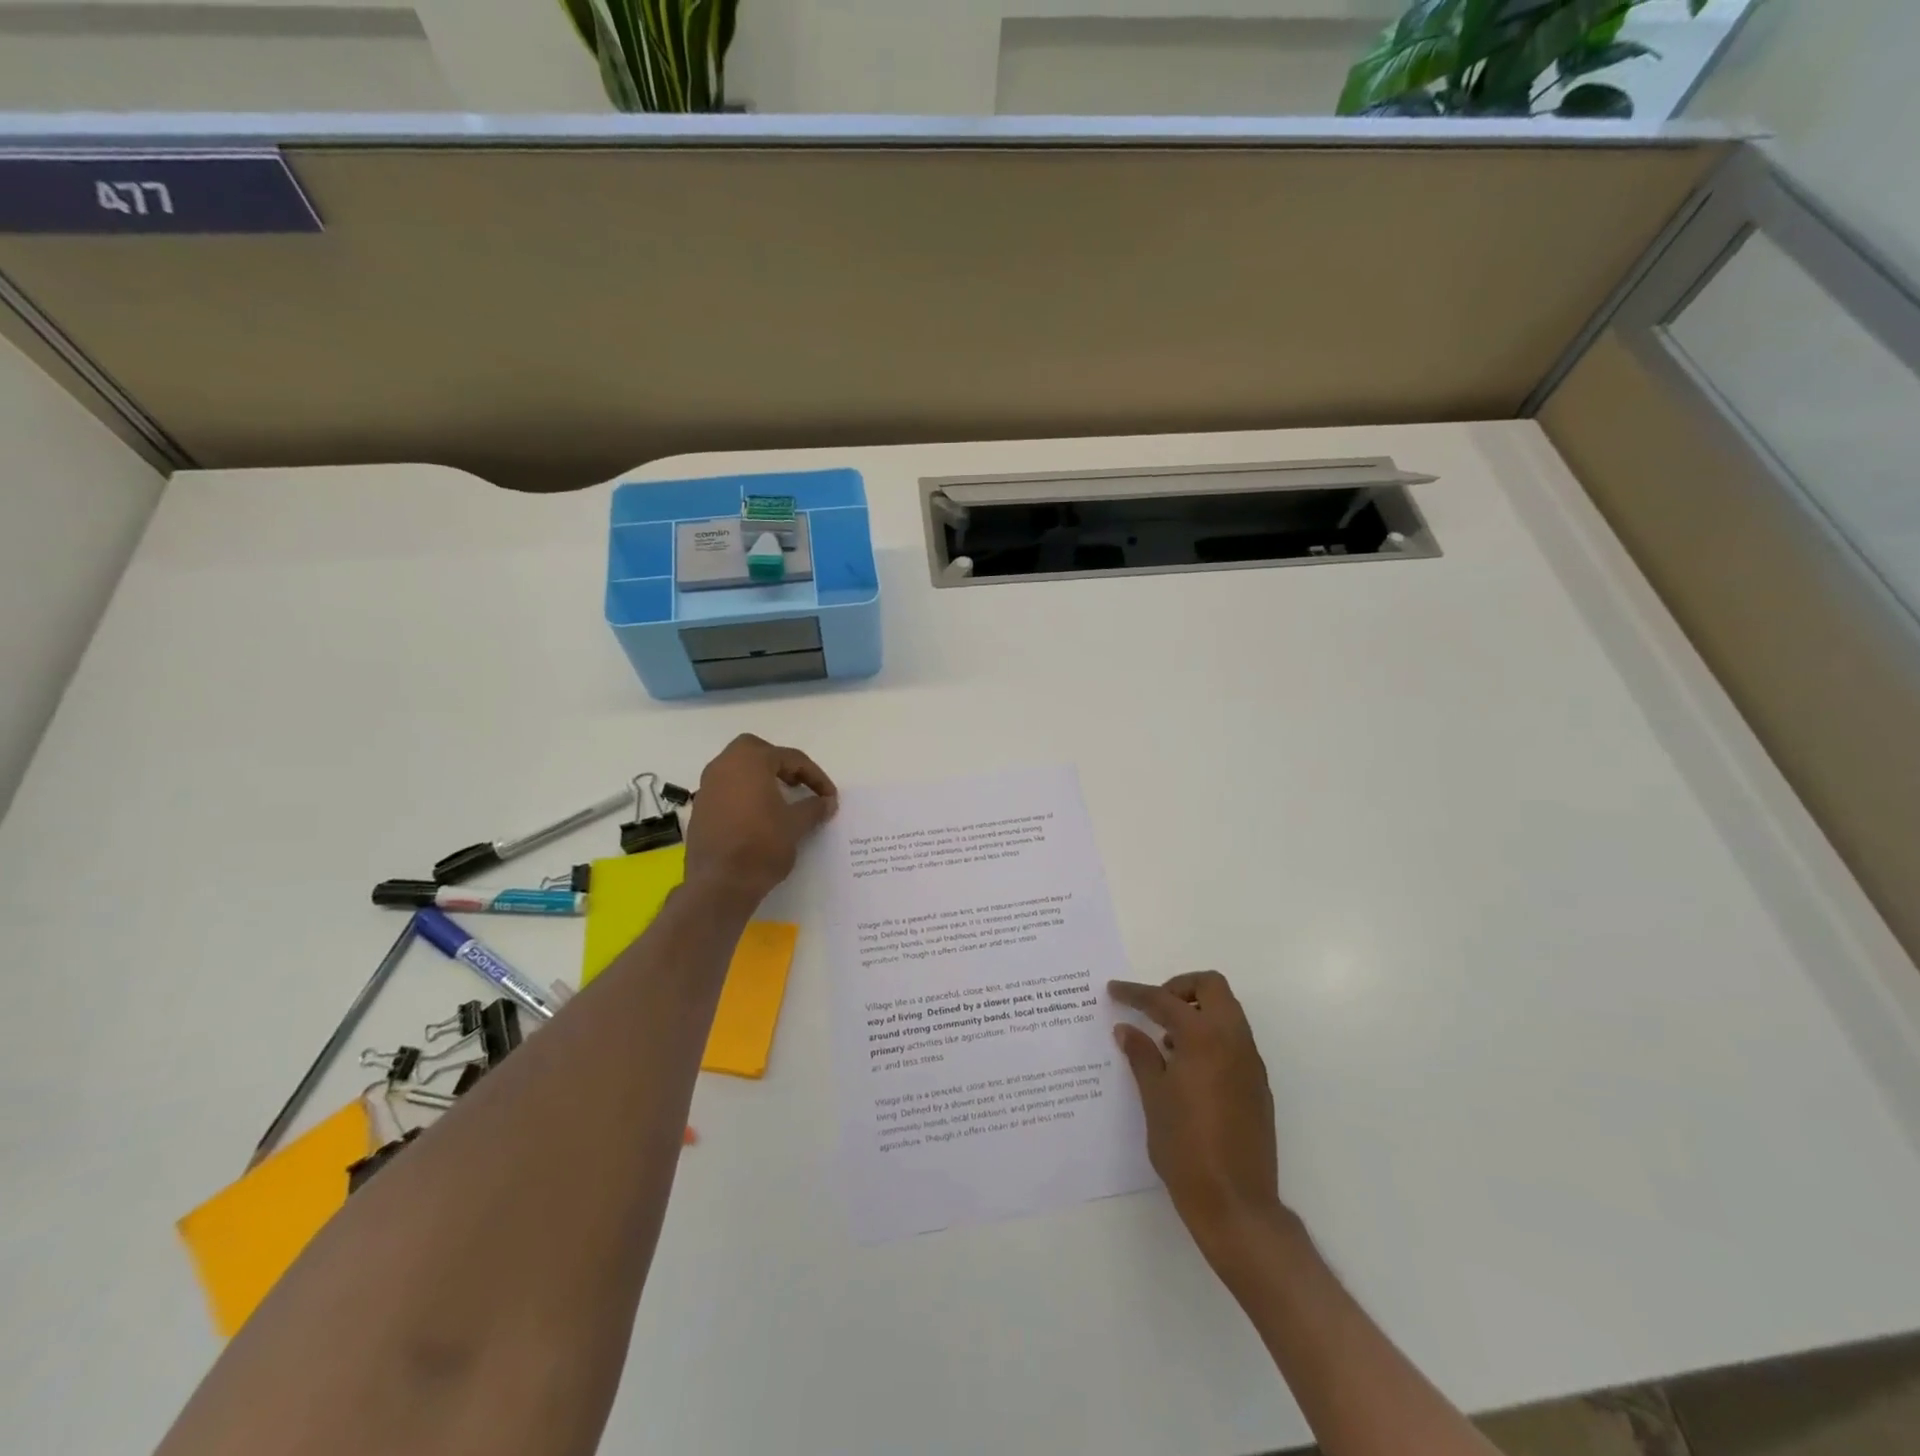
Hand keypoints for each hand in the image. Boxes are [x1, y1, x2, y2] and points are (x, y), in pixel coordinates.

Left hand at [684, 735, 836, 907]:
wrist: (720, 884)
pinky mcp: (700, 809)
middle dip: (779, 763)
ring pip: (736, 769)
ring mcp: (707, 787)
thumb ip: (814, 807)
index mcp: (750, 761)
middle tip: (797, 784)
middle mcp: (724, 766)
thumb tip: (827, 802)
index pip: (790, 758)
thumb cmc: (762, 845)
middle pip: (755, 751)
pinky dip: (744, 794)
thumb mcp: (796, 825)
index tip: (829, 796)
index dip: (815, 776)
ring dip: (759, 778)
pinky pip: (726, 789)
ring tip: (780, 800)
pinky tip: (758, 816)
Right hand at [1109, 972, 1283, 1263]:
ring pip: (1227, 1012)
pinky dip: (1210, 1036)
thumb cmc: (1186, 1148)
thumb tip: (1127, 1029)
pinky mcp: (1257, 1085)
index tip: (1115, 990)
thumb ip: (1141, 1056)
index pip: (1165, 1001)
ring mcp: (1250, 1063)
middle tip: (1154, 1008)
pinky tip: (1186, 1069)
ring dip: (1197, 1011)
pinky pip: (1234, 1040)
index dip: (1136, 993)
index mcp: (1204, 1038)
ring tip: (1166, 1042)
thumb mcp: (1154, 1098)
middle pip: (1212, 987)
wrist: (1236, 1203)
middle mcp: (1233, 1041)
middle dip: (1180, 988)